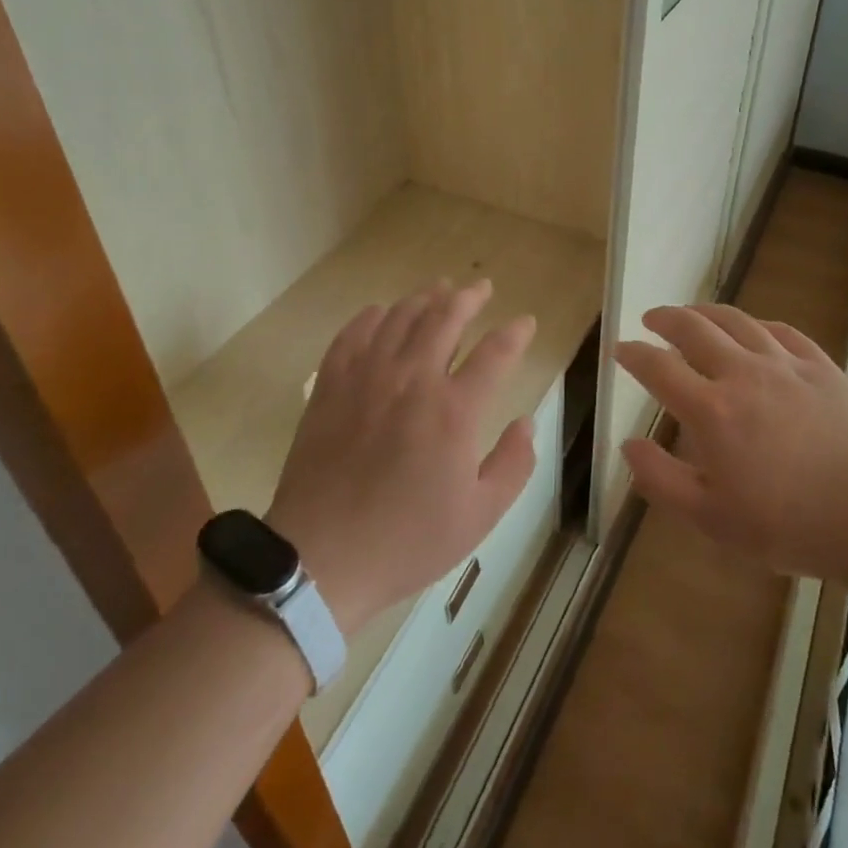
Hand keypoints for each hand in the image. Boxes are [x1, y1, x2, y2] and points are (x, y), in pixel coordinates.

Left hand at [266, 280, 536, 635]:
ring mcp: (367, 379)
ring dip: (424, 298)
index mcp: (454, 411)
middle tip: (481, 288)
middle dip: (469, 298)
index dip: (515, 333)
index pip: (495, 353)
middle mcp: (413, 380)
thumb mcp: (480, 516)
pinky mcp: (331, 387)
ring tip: (438, 289)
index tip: (525, 322)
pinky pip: (352, 335)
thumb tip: (525, 422)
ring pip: (399, 318)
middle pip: (444, 318)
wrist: (322, 559)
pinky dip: (371, 316)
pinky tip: (380, 311)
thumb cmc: (407, 540)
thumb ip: (514, 465)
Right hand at [614, 303, 847, 581]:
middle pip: (695, 328)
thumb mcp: (711, 519)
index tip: (620, 349)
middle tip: (652, 318)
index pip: (659, 367)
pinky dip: (758, 325)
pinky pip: (783, 331)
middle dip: (666, 318)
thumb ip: (661, 479)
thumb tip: (629, 443)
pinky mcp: (822, 367)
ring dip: (707, 312)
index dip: (634, 354)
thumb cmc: (787, 524)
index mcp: (711, 410)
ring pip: (738, 321)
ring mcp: (786, 365)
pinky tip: (755, 330)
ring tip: (694, 313)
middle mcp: (743, 374)